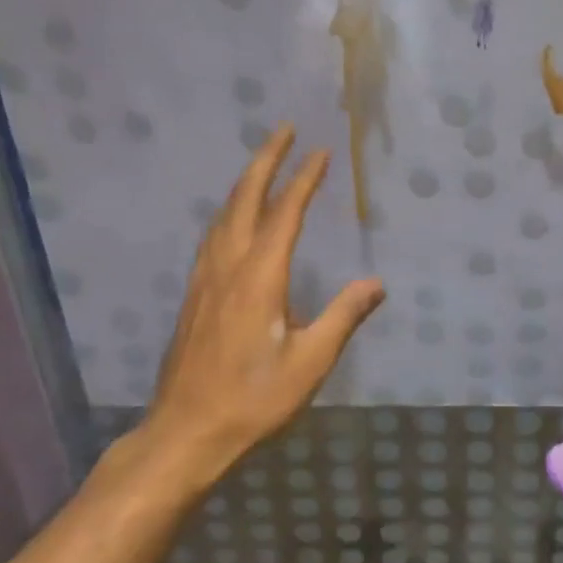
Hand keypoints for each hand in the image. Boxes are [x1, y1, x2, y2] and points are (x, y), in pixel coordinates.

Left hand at [144, 123, 383, 485]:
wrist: (185, 433)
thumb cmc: (253, 399)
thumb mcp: (310, 362)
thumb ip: (344, 316)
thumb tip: (377, 283)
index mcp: (259, 277)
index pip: (284, 214)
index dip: (303, 179)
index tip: (321, 151)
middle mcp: (228, 267)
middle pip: (244, 199)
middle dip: (265, 160)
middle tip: (285, 129)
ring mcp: (204, 280)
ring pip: (223, 215)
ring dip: (245, 182)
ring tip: (263, 163)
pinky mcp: (193, 296)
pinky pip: (213, 235)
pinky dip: (229, 210)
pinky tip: (233, 219)